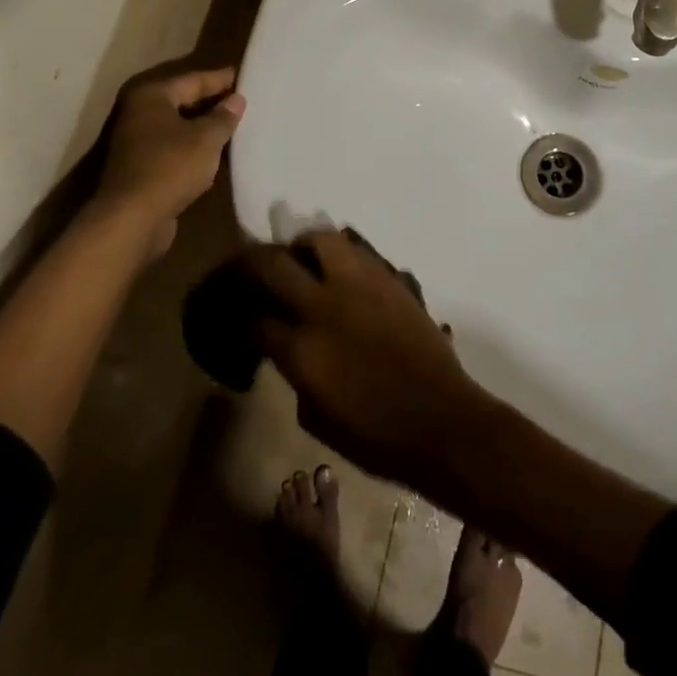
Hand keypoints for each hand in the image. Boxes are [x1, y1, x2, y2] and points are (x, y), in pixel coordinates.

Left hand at [96, 68, 245, 251]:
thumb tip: (236, 100)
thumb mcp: (206, 139)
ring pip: (178, 125)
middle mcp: (139, 112)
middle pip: (182, 100)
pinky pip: (174, 147)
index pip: (193, 79)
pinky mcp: (140, 166)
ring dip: (203, 126)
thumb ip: (223, 117)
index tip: (243, 75)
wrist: (131, 219)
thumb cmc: (170, 167)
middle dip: (212, 101)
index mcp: (152, 96)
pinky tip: (215, 152)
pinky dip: (193, 146)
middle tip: (242, 99)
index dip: (220, 79)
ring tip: (234, 125)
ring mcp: (136, 141)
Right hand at [246, 230, 496, 489]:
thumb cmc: (375, 436)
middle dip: (251, 263)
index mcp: (300, 350)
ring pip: (320, 239)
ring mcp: (359, 286)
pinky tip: (339, 270)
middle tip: (250, 269)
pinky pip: (357, 250)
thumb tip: (289, 347)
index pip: (253, 317)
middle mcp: (323, 307)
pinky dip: (341, 254)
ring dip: (303, 245)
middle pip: (272, 264)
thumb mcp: (316, 417)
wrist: (440, 420)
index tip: (236, 312)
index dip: (238, 314)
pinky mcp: (389, 278)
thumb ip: (295, 374)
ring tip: (301, 257)